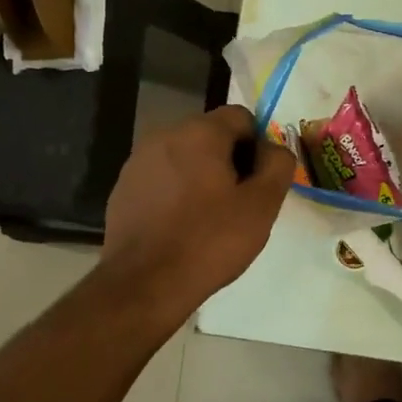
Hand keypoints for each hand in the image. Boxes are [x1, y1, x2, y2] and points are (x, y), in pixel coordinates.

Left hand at [98, 105, 293, 315]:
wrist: (144, 284)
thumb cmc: (209, 241)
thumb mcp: (261, 205)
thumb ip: (277, 165)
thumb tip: (274, 149)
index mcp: (200, 132)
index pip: (241, 117)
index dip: (258, 146)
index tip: (260, 183)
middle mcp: (165, 135)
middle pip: (211, 136)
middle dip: (230, 162)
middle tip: (239, 205)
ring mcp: (138, 161)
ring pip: (185, 158)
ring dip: (202, 177)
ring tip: (210, 219)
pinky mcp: (123, 188)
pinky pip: (162, 178)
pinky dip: (176, 193)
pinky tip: (181, 227)